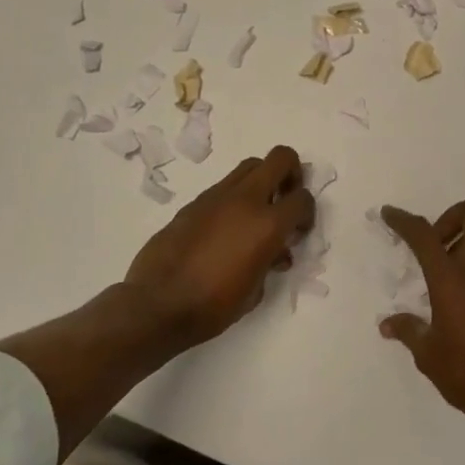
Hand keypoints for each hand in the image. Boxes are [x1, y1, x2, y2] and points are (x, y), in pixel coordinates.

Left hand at [126, 146, 315, 345]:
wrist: (157, 305)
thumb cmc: (213, 306)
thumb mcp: (255, 291)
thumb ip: (271, 262)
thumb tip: (275, 253)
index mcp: (267, 224)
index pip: (302, 199)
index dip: (307, 213)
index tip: (299, 232)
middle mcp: (246, 200)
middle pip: (280, 158)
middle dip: (292, 173)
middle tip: (286, 199)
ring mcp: (217, 196)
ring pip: (250, 166)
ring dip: (262, 181)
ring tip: (257, 212)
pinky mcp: (194, 202)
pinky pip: (224, 187)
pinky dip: (235, 199)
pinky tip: (227, 228)